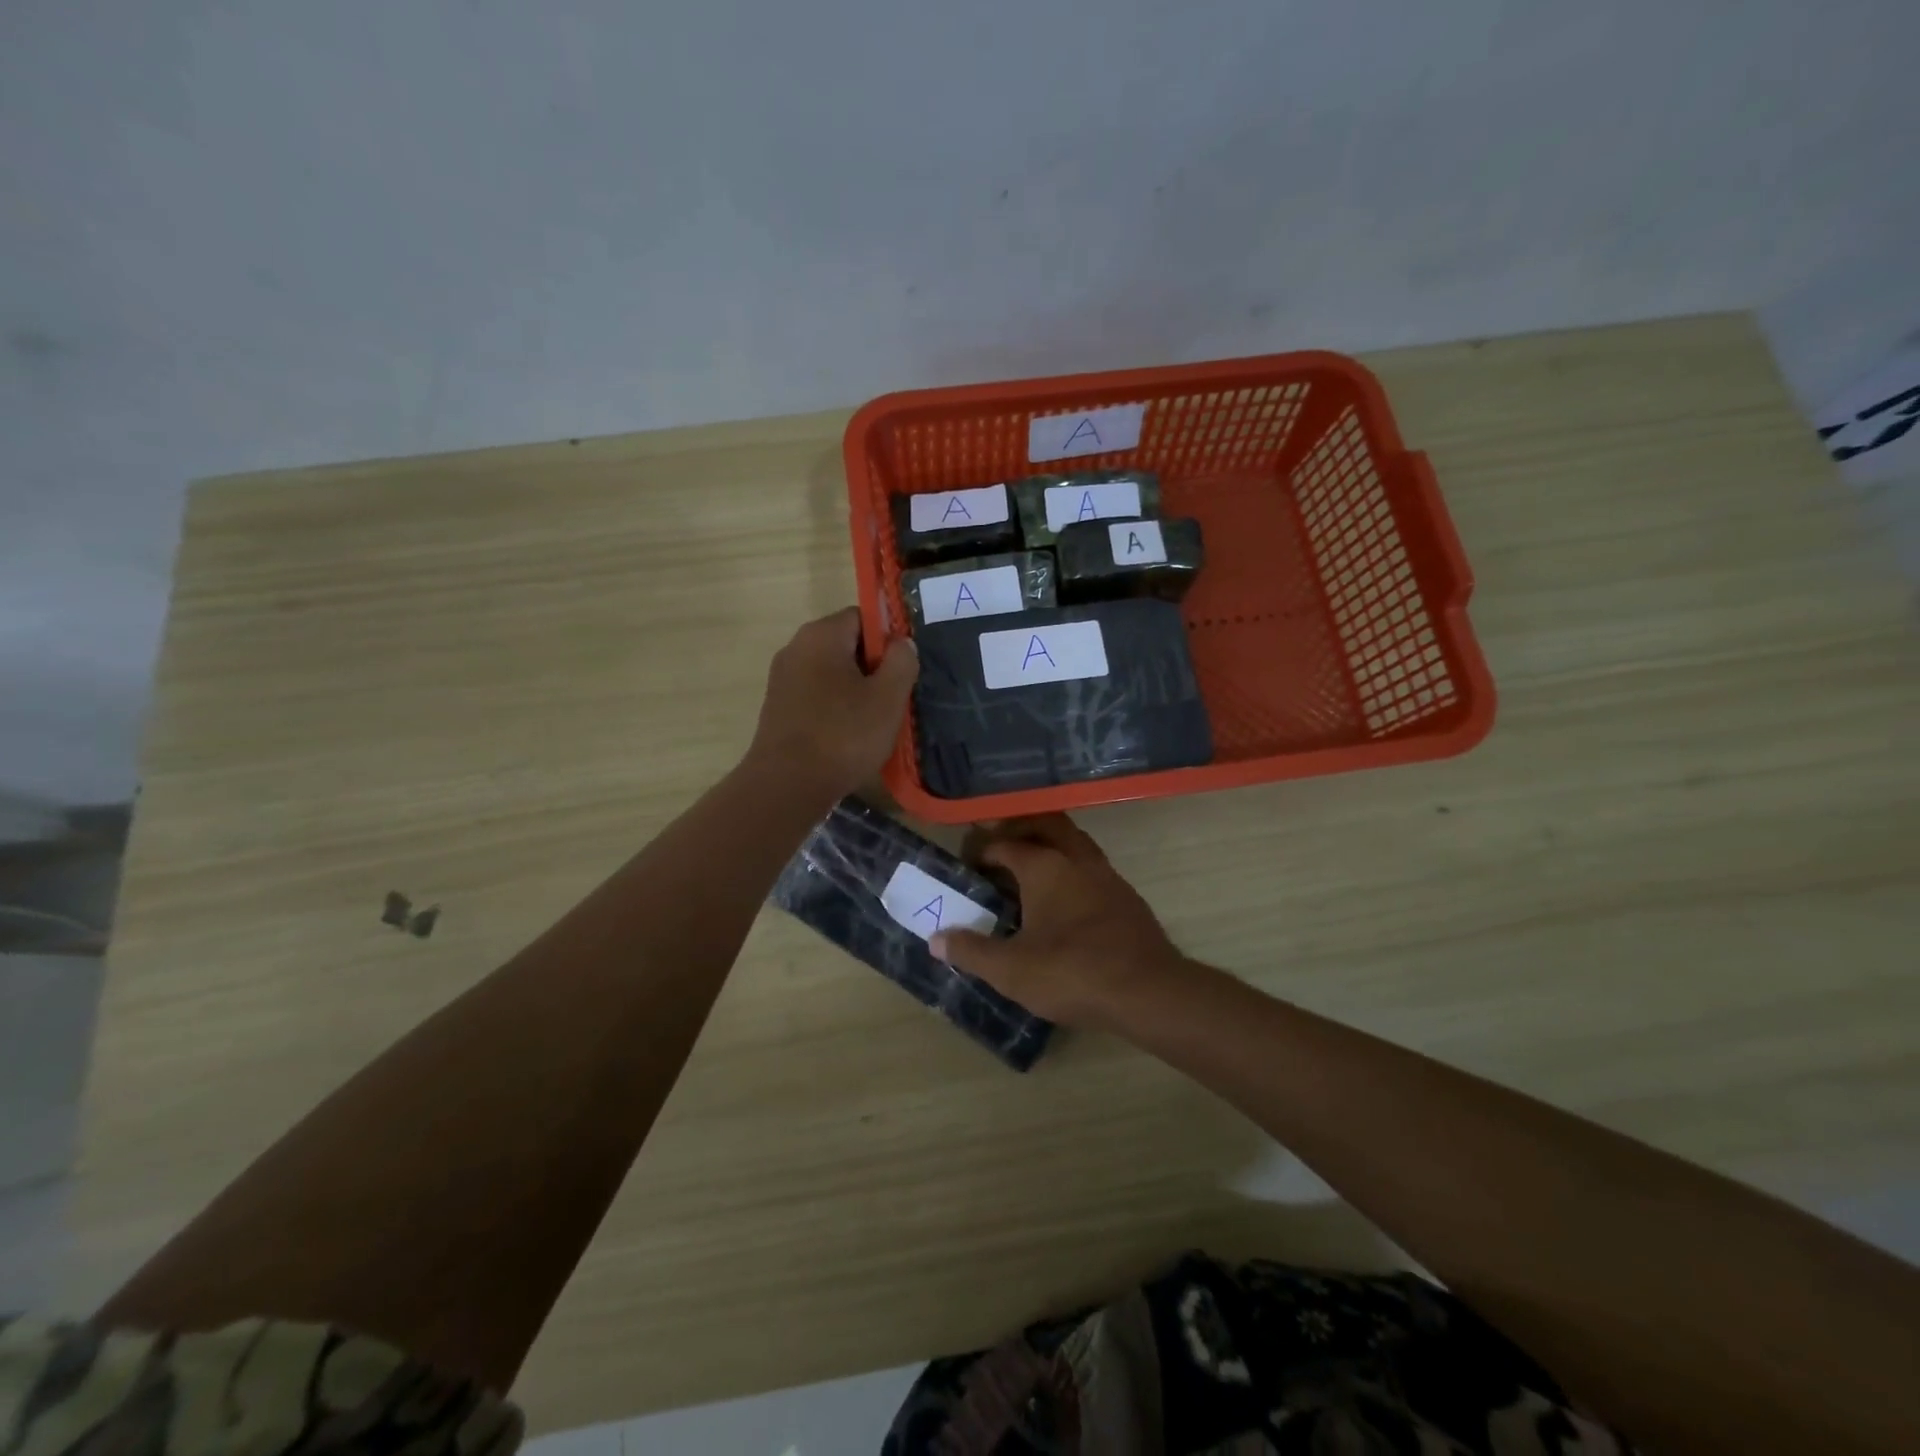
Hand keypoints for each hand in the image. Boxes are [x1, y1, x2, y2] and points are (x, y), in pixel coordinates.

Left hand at [747, 607, 917, 801]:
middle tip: (893, 699)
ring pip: (831, 672)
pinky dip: (835, 708)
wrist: (787, 785)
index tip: (902, 670)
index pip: (863, 616)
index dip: (888, 639)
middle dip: (873, 667)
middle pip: (846, 644)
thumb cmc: (843, 735)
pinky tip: (848, 736)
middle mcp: (796, 647)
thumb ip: (902, 661)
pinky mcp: (778, 707)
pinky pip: (816, 695)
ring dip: (855, 690)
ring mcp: (782, 679)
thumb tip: (901, 643)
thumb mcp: (888, 697)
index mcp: (821, 635)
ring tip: (874, 721)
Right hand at [931, 814, 1186, 1030]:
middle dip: (1020, 830)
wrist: (1148, 991)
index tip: (967, 865)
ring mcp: (1106, 875)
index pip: (1005, 844)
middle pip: (1046, 825)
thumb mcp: (1010, 970)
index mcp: (1044, 867)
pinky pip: (1091, 867)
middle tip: (999, 847)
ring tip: (1029, 870)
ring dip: (1050, 846)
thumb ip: (971, 951)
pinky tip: (1065, 899)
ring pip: (1074, 843)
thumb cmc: (1072, 973)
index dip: (981, 850)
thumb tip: (936, 938)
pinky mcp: (1126, 896)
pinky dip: (1071, 869)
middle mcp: (1076, 859)